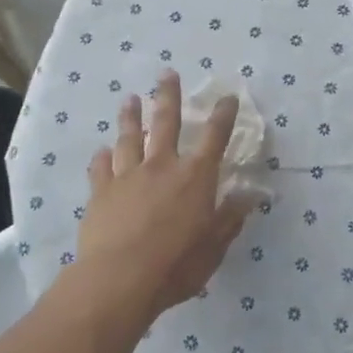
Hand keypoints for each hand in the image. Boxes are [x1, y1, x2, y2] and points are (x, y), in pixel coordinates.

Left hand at [76, 71, 258, 318]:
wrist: (118, 280)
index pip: (214, 138)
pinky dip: (102, 157)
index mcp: (195, 177)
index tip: (227, 97)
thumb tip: (251, 195)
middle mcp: (162, 166)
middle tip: (166, 72)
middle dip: (168, 95)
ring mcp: (128, 176)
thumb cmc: (175, 265)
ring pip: (129, 137)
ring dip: (130, 116)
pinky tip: (101, 150)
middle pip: (166, 122)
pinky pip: (101, 167)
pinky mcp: (101, 191)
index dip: (223, 116)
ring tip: (129, 98)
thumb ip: (230, 219)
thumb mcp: (213, 247)